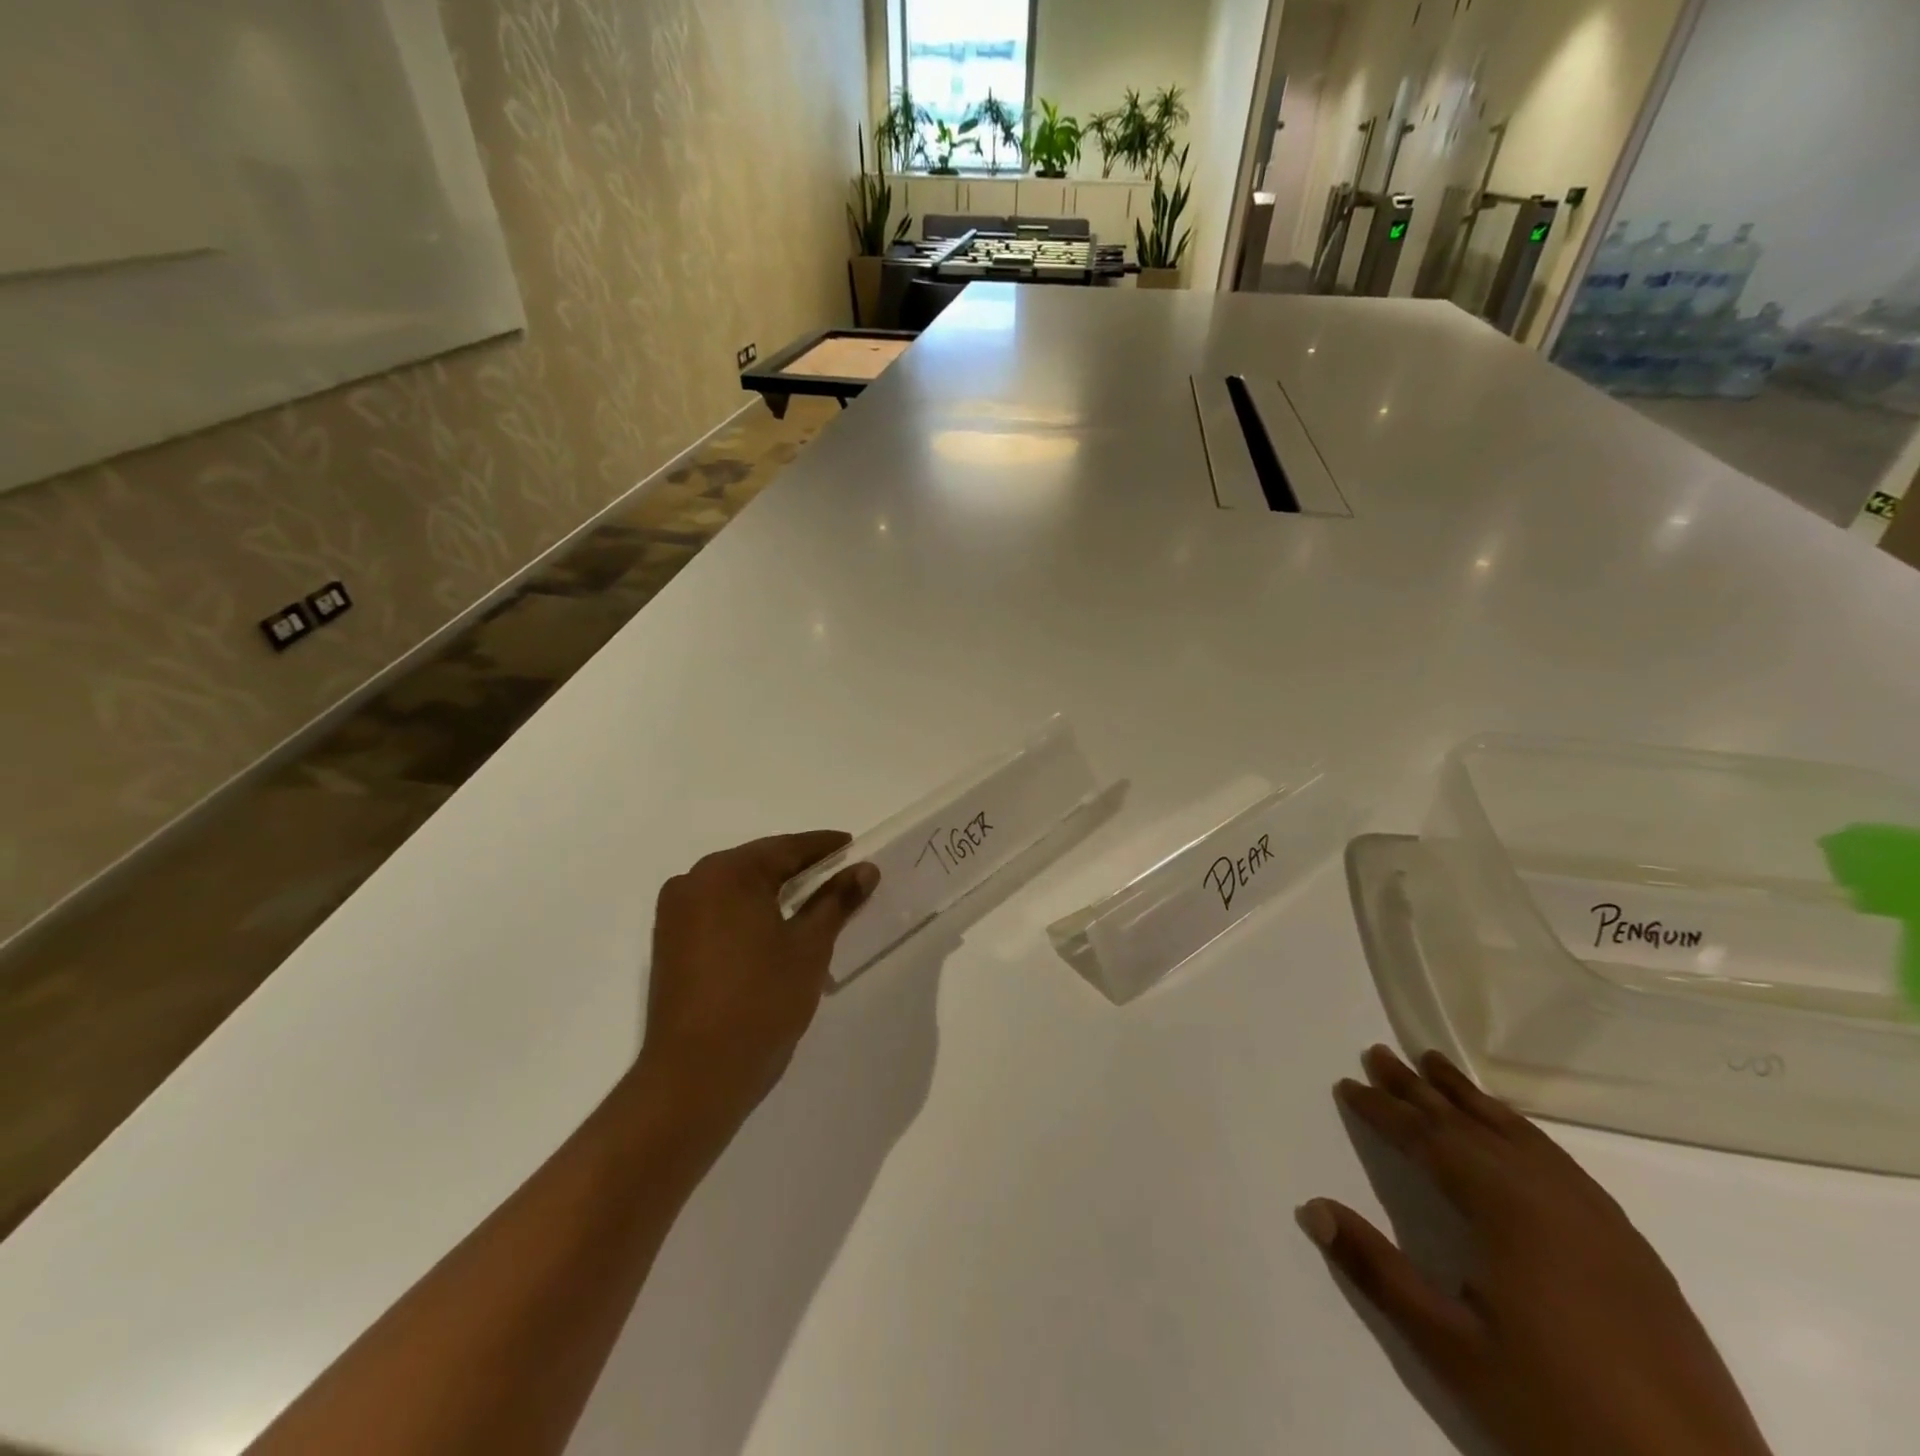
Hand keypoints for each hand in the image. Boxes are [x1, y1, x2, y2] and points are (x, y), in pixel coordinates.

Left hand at [639, 832, 877, 1136]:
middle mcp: (693, 881)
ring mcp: (675, 914)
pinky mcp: (669, 943)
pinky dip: (750, 912)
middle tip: (840, 875)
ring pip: (737, 889)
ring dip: (774, 892)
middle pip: (758, 864)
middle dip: (799, 868)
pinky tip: (776, 927)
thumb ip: (837, 900)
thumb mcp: (809, 946)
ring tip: (815, 902)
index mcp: (727, 873)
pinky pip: (718, 911)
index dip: (824, 847)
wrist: (695, 1076)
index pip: (786, 848)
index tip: (853, 846)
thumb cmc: (761, 1000)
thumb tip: (865, 869)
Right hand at [1298, 1045, 1771, 1455]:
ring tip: (1436, 1064)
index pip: (1430, 1141)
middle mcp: (1553, 1198)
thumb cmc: (1560, 1415)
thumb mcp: (1452, 1350)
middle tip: (1379, 1053)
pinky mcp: (1631, 1248)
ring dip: (1470, 1098)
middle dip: (1419, 1089)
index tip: (1348, 1084)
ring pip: (1519, 1136)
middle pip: (1472, 1126)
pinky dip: (1519, 1130)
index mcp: (1508, 1213)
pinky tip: (1512, 1132)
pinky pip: (1559, 1161)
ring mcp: (1600, 1221)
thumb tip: (1313, 1207)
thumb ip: (1378, 1271)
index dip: (1384, 1110)